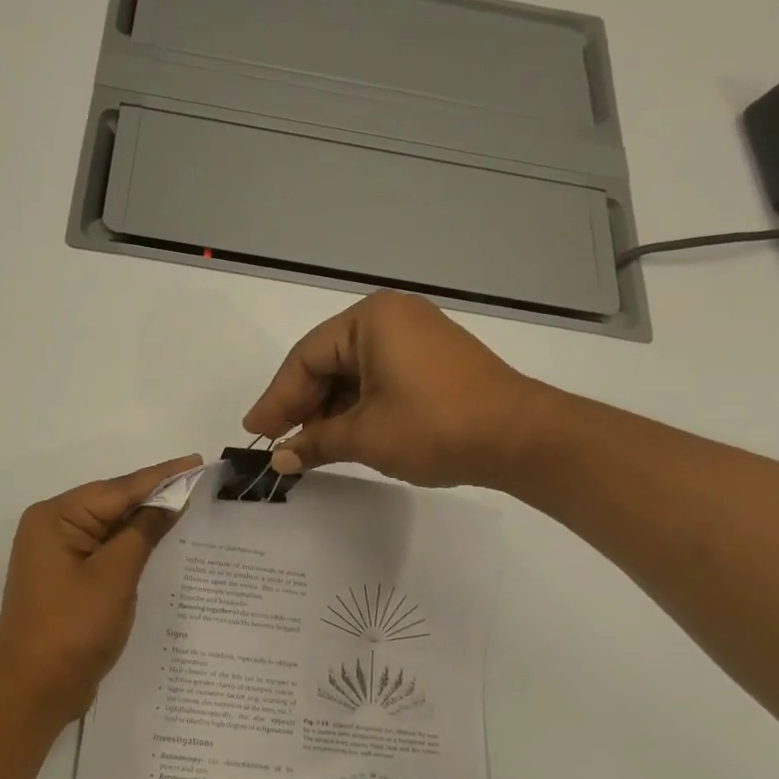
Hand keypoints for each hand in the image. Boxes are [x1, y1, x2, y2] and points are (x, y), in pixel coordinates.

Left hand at [0, 455, 202, 725]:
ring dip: (145, 521)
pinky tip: (161, 541)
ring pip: (111, 527)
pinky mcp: (67, 579)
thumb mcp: (114, 577)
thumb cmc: (72, 629)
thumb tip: (169, 501)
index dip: (161, 476)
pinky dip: (133, 546)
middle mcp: (52, 528)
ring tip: (188, 504)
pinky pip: (106, 551)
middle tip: (199, 482)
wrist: (33, 691)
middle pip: (112, 504)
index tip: (196, 461)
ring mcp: (58, 555)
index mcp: (55, 518)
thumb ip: (142, 533)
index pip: (117, 489)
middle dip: (154, 495)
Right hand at [243, 291, 549, 488]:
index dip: (277, 399)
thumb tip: (281, 460)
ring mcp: (415, 338)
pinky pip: (378, 379)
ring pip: (352, 374)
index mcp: (371, 320)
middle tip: (276, 441)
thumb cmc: (434, 426)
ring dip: (328, 411)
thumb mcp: (365, 436)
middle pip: (327, 363)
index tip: (256, 432)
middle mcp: (391, 318)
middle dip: (301, 405)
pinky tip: (341, 435)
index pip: (306, 359)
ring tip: (306, 447)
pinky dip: (356, 407)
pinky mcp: (433, 362)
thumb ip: (315, 443)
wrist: (521, 439)